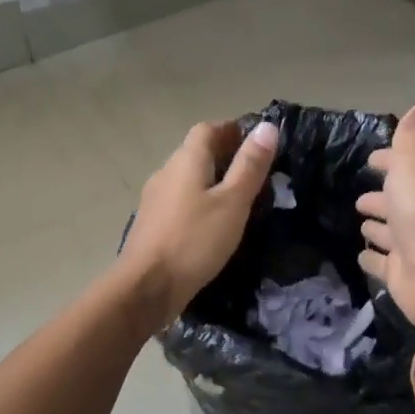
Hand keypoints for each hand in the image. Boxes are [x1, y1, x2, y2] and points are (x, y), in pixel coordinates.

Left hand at [121, 118, 278, 328]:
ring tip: (240, 201)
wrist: (147, 287)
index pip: (208, 129)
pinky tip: (214, 224)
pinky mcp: (153, 224)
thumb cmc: (195, 240)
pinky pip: (181, 201)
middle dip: (226, 156)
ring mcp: (155, 198)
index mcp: (186, 160)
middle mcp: (166, 172)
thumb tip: (267, 126)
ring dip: (212, 182)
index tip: (259, 145)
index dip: (233, 130)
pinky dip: (200, 203)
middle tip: (257, 175)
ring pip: (188, 178)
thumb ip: (250, 165)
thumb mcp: (233, 202)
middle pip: (197, 152)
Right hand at [355, 100, 414, 336]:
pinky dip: (373, 258)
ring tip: (361, 223)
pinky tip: (361, 255)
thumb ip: (414, 134)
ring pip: (391, 232)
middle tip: (360, 198)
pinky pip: (382, 263)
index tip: (373, 160)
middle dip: (382, 197)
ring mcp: (411, 245)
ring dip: (378, 227)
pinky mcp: (400, 273)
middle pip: (399, 201)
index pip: (409, 166)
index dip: (391, 161)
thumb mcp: (414, 160)